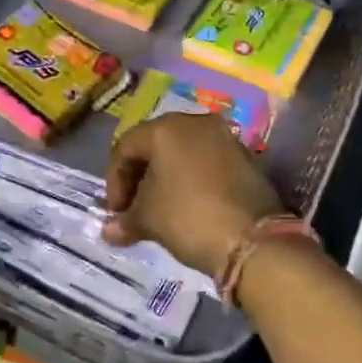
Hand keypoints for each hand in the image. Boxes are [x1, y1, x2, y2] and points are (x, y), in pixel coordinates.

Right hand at [103, 112, 285, 276]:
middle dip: (140, 177)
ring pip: (183, 152)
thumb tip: (109, 230)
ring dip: (166, 178)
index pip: (126, 148)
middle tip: (133, 207)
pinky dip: (191, 179)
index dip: (114, 181)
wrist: (252, 240)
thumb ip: (125, 220)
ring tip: (159, 209)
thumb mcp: (149, 219)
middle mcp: (196, 123)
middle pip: (155, 145)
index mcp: (166, 128)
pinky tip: (188, 205)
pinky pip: (207, 162)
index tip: (116, 212)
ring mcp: (224, 137)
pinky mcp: (245, 157)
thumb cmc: (189, 218)